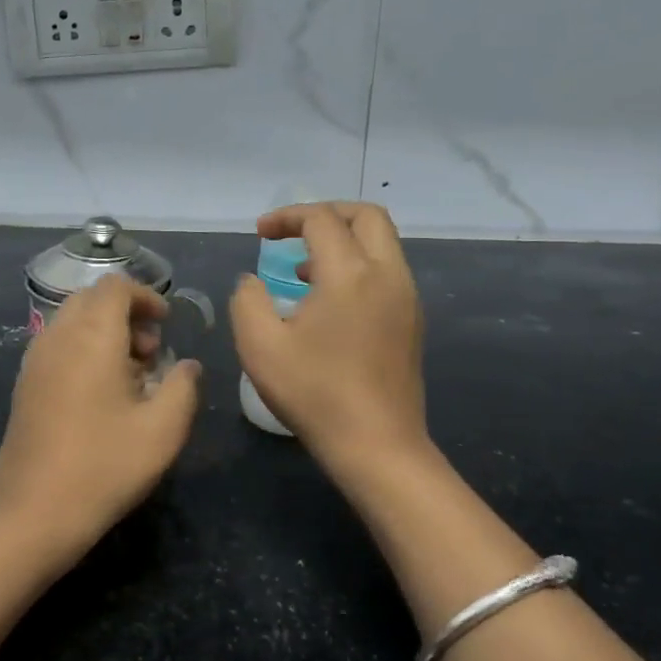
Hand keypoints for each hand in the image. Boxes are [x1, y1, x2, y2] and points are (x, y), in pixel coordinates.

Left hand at [0, 274, 201, 562]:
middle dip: (126, 314)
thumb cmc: (105, 466)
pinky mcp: (24, 384)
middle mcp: (57, 336)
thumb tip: (188, 365)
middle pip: (92, 300)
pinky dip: (82, 349)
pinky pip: (57, 345)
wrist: (34, 513)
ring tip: (130, 375)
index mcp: (91, 336)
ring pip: (72, 322)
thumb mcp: (163, 430)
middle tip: (151, 352)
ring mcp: (35, 360)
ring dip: (104, 332)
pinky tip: (100, 393)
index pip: (115, 287)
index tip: (166, 324)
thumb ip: (184, 386)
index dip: (145, 296)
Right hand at [230, 202, 429, 481]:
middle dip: (326, 214)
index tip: (260, 234)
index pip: (321, 219)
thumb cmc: (315, 394)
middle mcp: (387, 275)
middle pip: (367, 216)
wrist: (378, 446)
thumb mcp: (260, 346)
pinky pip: (387, 271)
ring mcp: (406, 298)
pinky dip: (358, 265)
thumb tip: (252, 281)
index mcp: (350, 274)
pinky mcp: (412, 321)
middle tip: (293, 233)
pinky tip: (329, 301)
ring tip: (303, 271)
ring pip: (382, 243)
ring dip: (343, 241)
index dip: (287, 217)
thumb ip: (247, 300)